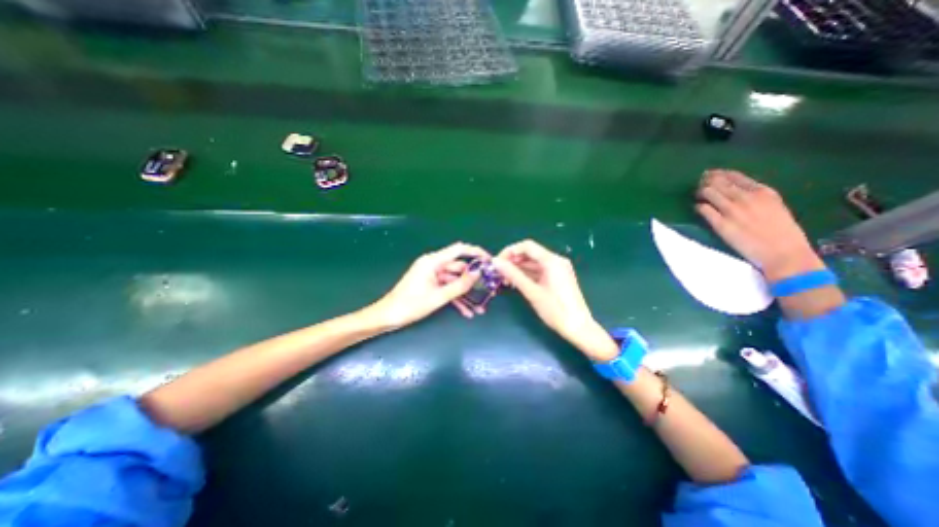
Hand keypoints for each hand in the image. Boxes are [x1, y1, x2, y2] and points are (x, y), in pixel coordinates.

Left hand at [364, 240, 488, 330]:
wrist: (388, 317)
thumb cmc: (410, 305)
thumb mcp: (438, 297)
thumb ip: (459, 285)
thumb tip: (477, 273)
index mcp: (433, 262)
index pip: (459, 250)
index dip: (475, 252)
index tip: (489, 260)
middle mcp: (433, 265)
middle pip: (459, 268)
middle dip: (472, 280)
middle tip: (488, 290)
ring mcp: (432, 276)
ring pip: (455, 281)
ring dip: (466, 294)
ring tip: (480, 307)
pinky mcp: (431, 285)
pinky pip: (447, 288)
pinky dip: (457, 298)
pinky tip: (467, 312)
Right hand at [492, 241, 617, 360]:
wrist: (578, 328)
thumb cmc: (556, 310)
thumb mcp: (532, 292)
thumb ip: (513, 275)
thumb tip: (496, 262)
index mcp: (552, 261)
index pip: (527, 246)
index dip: (510, 251)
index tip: (497, 262)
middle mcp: (556, 261)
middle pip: (530, 253)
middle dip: (513, 261)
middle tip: (498, 273)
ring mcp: (558, 269)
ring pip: (533, 263)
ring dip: (518, 269)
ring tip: (504, 279)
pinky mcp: (557, 278)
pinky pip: (539, 271)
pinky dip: (527, 275)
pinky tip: (516, 282)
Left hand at [693, 169, 823, 282]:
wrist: (783, 253)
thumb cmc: (782, 232)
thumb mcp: (775, 206)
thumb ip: (756, 196)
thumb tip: (735, 190)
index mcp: (763, 191)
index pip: (734, 176)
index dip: (719, 174)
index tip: (710, 175)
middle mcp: (746, 197)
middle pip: (718, 182)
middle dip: (706, 181)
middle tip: (700, 184)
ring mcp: (732, 210)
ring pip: (708, 192)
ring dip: (700, 192)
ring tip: (698, 195)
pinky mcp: (720, 224)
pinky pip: (703, 209)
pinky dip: (698, 207)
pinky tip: (698, 208)